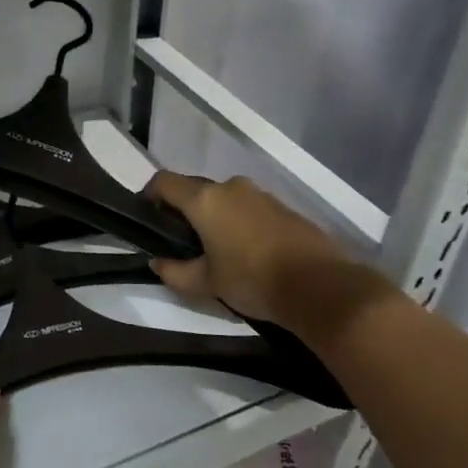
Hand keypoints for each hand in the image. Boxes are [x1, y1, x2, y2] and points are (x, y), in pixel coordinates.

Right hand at [144, 170, 350, 326]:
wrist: (320, 286)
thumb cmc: (251, 280)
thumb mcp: (205, 283)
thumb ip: (175, 271)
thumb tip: (157, 263)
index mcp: (204, 199)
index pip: (164, 182)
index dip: (149, 195)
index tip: (147, 217)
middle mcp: (230, 187)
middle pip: (194, 188)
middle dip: (183, 210)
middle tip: (181, 241)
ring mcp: (260, 194)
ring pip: (224, 198)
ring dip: (213, 216)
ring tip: (215, 249)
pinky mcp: (283, 207)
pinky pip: (248, 208)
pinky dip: (238, 222)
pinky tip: (245, 251)